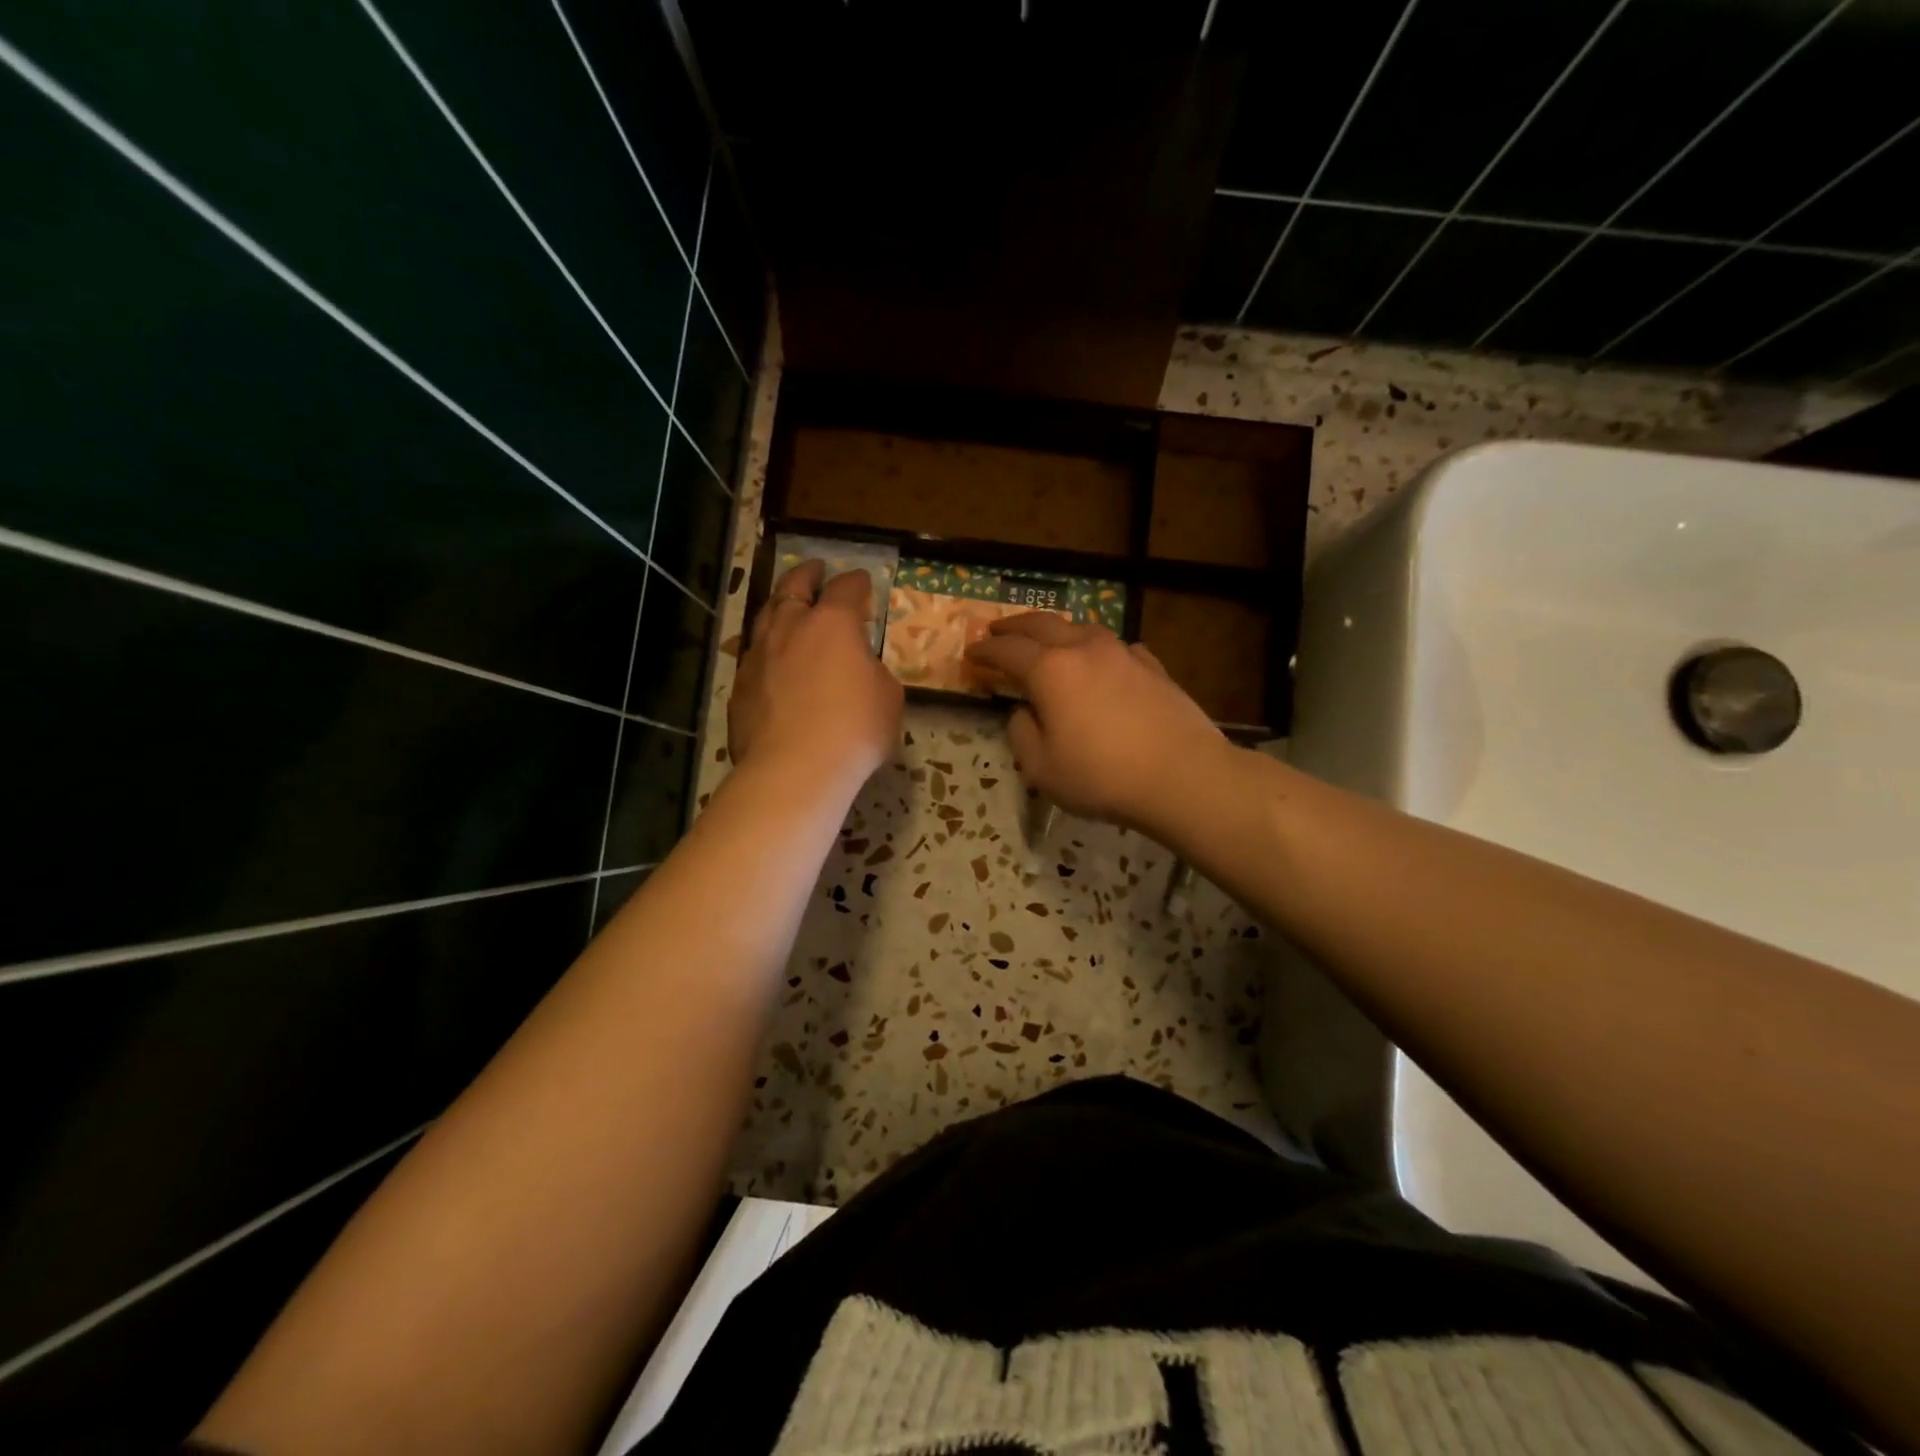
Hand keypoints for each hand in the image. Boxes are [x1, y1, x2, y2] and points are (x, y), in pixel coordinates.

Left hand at [729, 560, 902, 789]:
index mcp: (833, 624)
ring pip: (766, 616)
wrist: (794, 769)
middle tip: (814, 569)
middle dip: (807, 574)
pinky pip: (754, 655)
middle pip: (794, 587)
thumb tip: (860, 670)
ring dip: (780, 606)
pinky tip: (772, 661)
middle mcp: (790, 627)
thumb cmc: (854, 730)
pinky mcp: (740, 686)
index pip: (847, 588)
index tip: (863, 581)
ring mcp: (759, 655)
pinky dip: (767, 649)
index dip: (857, 582)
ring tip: (787, 606)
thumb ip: (874, 673)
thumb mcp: (887, 698)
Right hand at [964, 614, 1229, 829]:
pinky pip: (1116, 647)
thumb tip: (1024, 712)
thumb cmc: (1102, 776)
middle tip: (997, 631)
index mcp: (1050, 671)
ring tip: (1047, 638)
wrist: (1182, 775)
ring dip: (1057, 629)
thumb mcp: (1041, 768)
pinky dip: (1097, 648)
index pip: (1007, 651)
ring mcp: (1122, 653)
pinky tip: (1103, 660)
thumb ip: (1022, 733)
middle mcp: (1084, 650)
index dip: (985, 651)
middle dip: (1014, 626)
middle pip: (1042, 624)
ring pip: (1082, 627)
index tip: (971, 654)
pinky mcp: (1152, 666)